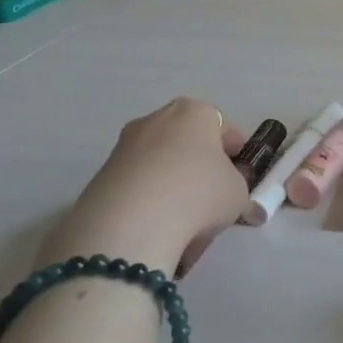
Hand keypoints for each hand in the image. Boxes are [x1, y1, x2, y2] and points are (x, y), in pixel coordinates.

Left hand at [40, 98, 249, 276]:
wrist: (129, 225)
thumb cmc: (199, 193)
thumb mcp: (238, 194)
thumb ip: (239, 192)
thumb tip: (242, 206)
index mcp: (195, 112)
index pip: (222, 126)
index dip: (234, 152)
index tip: (240, 175)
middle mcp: (156, 120)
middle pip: (187, 143)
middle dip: (200, 168)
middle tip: (213, 197)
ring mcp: (124, 147)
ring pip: (160, 165)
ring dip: (174, 187)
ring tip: (185, 222)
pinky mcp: (101, 177)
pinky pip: (137, 186)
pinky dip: (149, 203)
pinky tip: (159, 230)